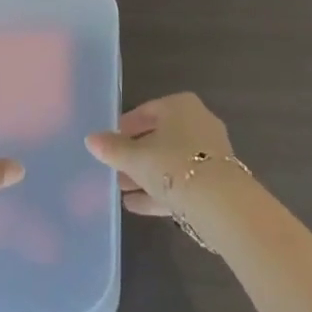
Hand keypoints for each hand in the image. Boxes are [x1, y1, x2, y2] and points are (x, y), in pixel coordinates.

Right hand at [84, 92, 237, 219]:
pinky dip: (160, 190)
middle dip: (134, 154)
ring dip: (146, 174)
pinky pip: (181, 182)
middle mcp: (198, 123)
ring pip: (170, 161)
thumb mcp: (135, 157)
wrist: (221, 204)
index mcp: (180, 106)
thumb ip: (112, 148)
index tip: (109, 143)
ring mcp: (209, 153)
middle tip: (113, 168)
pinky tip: (136, 205)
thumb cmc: (173, 165)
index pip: (146, 112)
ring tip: (120, 189)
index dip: (125, 128)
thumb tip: (90, 139)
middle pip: (159, 137)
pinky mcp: (215, 181)